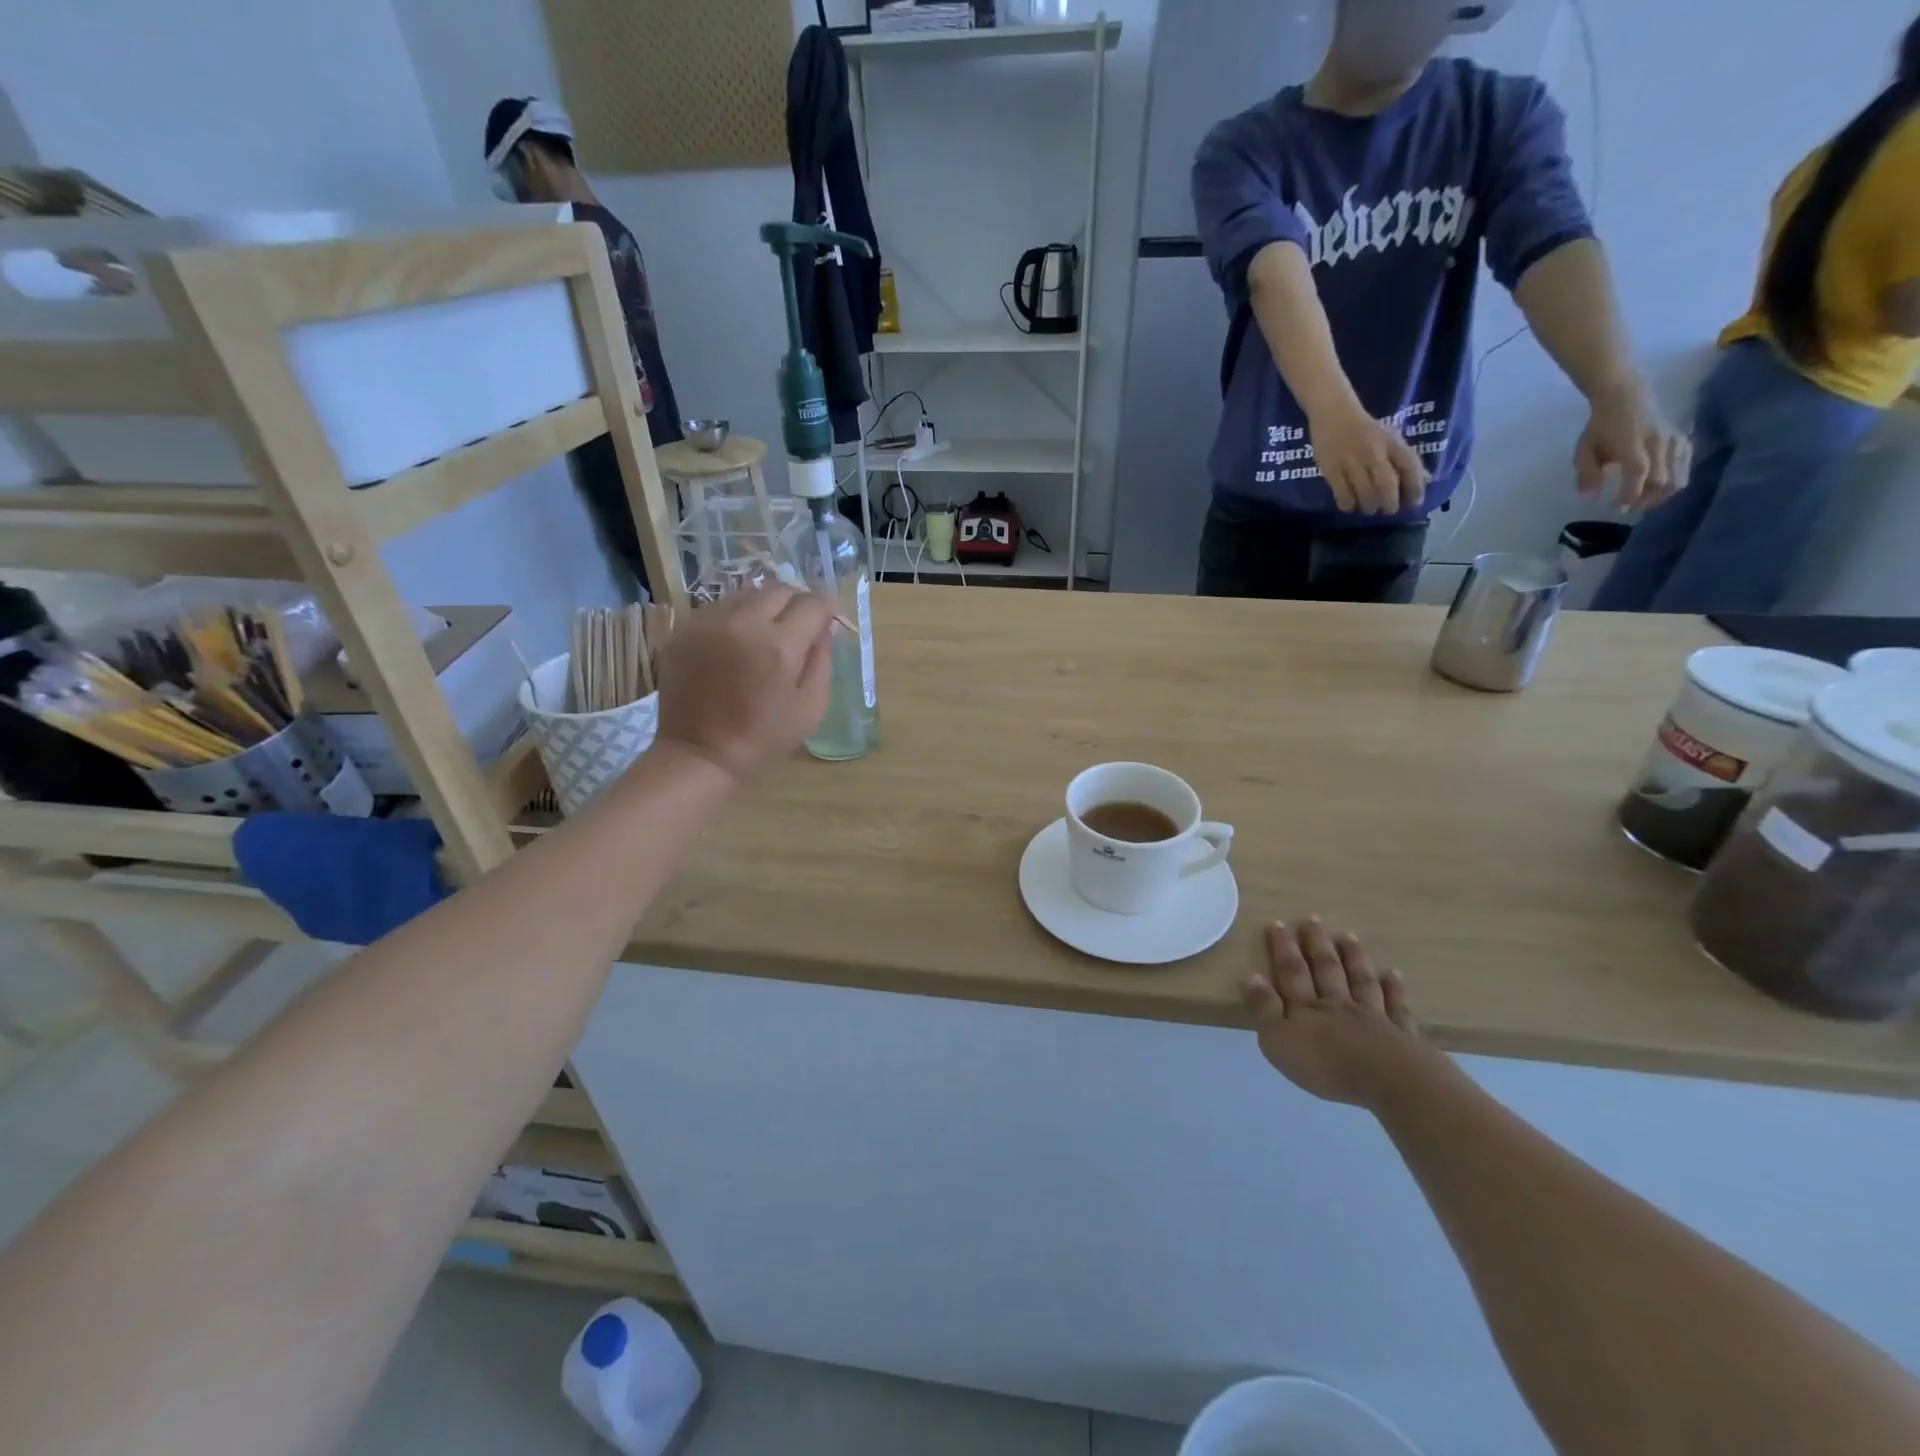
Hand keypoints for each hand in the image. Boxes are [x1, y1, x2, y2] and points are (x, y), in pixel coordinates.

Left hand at [654, 583, 835, 784]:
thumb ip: (823, 662)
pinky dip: (734, 619)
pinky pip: (717, 609)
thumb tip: (825, 629)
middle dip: (796, 603)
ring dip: (763, 607)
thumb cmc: (763, 739)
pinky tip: (735, 645)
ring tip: (765, 634)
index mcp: (778, 646)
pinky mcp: (683, 631)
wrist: (700, 755)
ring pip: (746, 594)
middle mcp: (742, 623)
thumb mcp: (811, 708)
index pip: (813, 603)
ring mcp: (707, 623)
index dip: (827, 608)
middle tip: (799, 626)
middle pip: (779, 589)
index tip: (829, 619)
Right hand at [1241, 919, 1442, 1108]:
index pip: (1292, 972)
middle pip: (1327, 969)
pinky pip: (1397, 1007)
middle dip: (1317, 944)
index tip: (1277, 923)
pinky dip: (1394, 990)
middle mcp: (1339, 1005)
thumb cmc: (1327, 1066)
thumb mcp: (1279, 1041)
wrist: (1390, 1083)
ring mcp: (1374, 1017)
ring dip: (1354, 958)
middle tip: (1312, 919)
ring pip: (1361, 981)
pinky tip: (1394, 975)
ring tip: (1348, 937)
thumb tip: (1251, 976)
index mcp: (1308, 1008)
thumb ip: (1264, 1009)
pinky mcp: (1402, 1035)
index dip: (1283, 948)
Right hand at [1308, 404, 1429, 514]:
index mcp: (1392, 443)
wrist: (1334, 414)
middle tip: (1388, 510)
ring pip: (1364, 493)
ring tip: (1368, 509)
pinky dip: (1348, 504)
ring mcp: (1351, 461)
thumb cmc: (1365, 428)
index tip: (1414, 503)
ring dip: (1369, 506)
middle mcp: (1374, 452)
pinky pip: (1342, 494)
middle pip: (1386, 485)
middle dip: (1390, 503)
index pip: (1410, 467)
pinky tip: (1349, 505)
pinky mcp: (1332, 469)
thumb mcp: (1390, 439)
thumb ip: (1405, 459)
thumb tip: (1424, 480)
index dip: (1415, 488)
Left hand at [1576, 381, 1690, 511]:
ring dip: (1663, 494)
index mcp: (1632, 445)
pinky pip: (1685, 464)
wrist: (1627, 397)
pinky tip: (1659, 487)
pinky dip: (1675, 480)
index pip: (1639, 474)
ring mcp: (1674, 440)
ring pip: (1679, 475)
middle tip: (1630, 509)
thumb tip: (1589, 497)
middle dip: (1646, 500)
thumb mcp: (1584, 450)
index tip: (1619, 509)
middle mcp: (1659, 443)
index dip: (1631, 495)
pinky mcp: (1683, 439)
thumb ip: (1586, 474)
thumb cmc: (1601, 426)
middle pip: (1663, 479)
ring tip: (1644, 502)